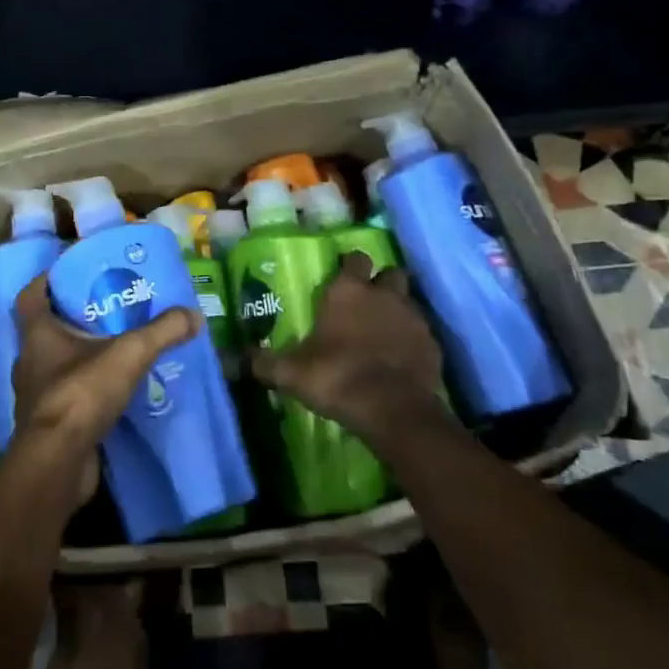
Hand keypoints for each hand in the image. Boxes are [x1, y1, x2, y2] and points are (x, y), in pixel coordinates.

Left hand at [11, 276, 200, 503]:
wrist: (58, 462)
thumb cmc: (81, 392)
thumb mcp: (129, 354)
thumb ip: (161, 331)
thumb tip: (194, 315)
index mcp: (37, 334)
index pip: (30, 296)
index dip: (45, 281)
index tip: (69, 274)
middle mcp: (29, 361)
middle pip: (47, 330)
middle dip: (74, 320)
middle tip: (107, 311)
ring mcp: (35, 395)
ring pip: (56, 365)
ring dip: (80, 358)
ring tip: (115, 351)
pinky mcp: (47, 425)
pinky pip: (66, 398)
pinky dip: (85, 391)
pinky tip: (112, 392)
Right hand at [252, 252, 448, 440]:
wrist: (393, 410)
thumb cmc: (336, 377)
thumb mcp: (291, 373)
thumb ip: (264, 362)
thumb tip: (235, 358)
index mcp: (348, 291)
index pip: (355, 258)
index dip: (351, 265)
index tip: (344, 275)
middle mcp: (384, 295)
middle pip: (391, 273)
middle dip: (382, 282)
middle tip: (369, 301)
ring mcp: (413, 319)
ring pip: (409, 302)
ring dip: (399, 311)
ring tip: (385, 332)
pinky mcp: (434, 345)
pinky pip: (424, 334)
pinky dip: (414, 342)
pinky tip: (402, 360)